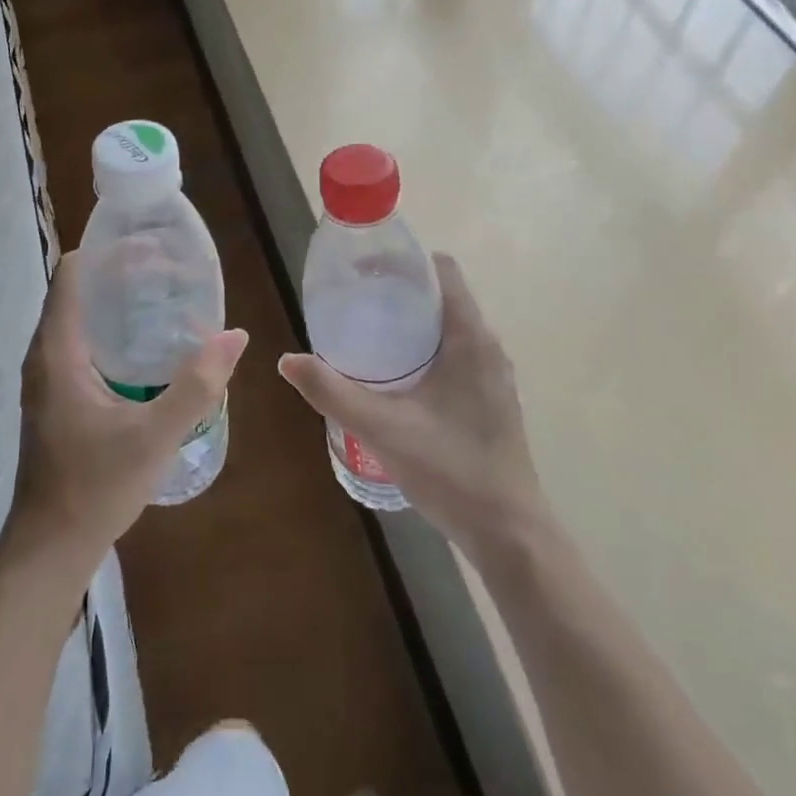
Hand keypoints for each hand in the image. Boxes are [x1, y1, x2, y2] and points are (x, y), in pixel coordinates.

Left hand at [7, 250, 247, 570]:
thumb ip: (198, 385)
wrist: (51, 548)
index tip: (153, 247)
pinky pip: (84, 343)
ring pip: (82, 318)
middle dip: (124, 274)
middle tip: (174, 273)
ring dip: (120, 303)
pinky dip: (115, 330)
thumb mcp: (155, 436)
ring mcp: (49, 377)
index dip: (110, 251)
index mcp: (58, 351)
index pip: (74, 273)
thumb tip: (235, 336)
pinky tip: (151, 348)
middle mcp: (46, 355)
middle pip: (80, 290)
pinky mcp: (58, 396)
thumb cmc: (95, 487)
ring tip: (169, 300)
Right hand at [278, 254, 543, 558]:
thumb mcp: (382, 428)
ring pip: (450, 329)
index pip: (444, 271)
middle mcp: (488, 347)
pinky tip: (395, 378)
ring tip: (367, 335)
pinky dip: (427, 351)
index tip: (366, 271)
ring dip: (413, 325)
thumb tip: (287, 360)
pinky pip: (457, 354)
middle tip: (355, 303)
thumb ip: (332, 392)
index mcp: (470, 338)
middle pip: (443, 297)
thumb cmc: (450, 469)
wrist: (508, 532)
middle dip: (400, 294)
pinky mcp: (491, 398)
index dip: (406, 263)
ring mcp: (493, 374)